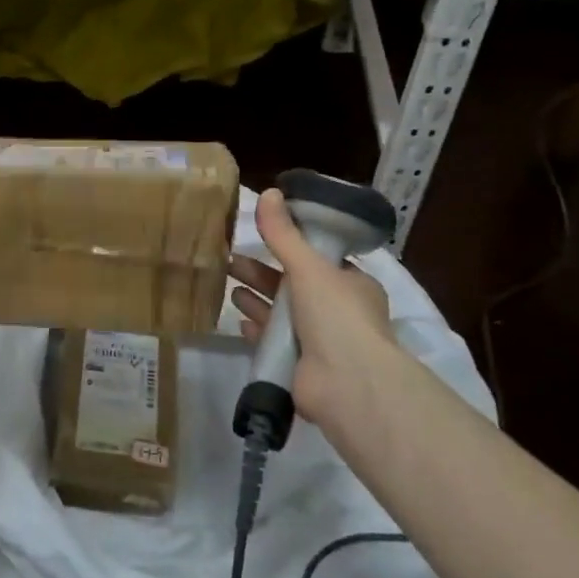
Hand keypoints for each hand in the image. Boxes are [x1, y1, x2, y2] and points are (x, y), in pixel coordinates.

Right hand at [228, 188, 409, 434]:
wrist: (347, 385)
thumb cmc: (336, 317)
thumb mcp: (309, 267)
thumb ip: (284, 234)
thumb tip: (269, 191)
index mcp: (351, 285)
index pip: (318, 259)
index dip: (289, 246)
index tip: (260, 236)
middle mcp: (338, 312)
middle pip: (293, 285)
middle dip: (261, 272)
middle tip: (229, 260)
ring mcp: (320, 342)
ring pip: (281, 313)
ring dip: (256, 299)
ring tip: (227, 285)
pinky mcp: (300, 367)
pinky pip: (273, 342)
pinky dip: (257, 329)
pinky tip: (238, 321)